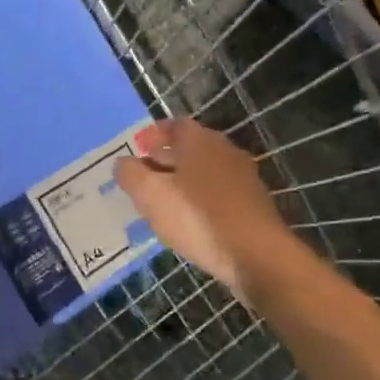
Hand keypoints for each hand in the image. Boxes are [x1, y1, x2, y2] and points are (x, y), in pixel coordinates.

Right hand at [116, 118, 299, 295]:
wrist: (256, 254)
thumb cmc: (197, 217)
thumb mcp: (151, 195)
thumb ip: (131, 174)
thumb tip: (123, 163)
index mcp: (199, 141)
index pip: (174, 125)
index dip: (153, 134)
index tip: (137, 148)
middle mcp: (224, 150)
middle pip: (190, 147)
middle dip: (165, 158)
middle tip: (144, 176)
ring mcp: (242, 177)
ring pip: (204, 170)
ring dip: (182, 180)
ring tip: (162, 201)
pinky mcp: (252, 203)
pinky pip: (217, 192)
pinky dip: (199, 198)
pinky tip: (189, 220)